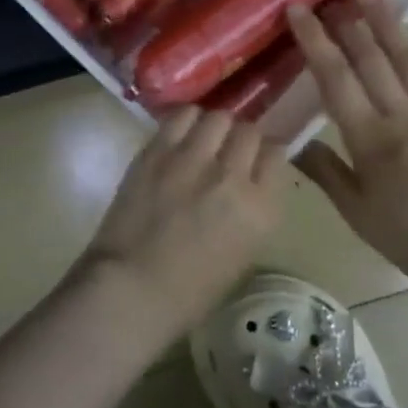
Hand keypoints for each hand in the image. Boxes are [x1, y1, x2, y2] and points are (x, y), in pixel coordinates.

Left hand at [78, 107, 287, 341]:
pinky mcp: (158, 151)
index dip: (266, 154)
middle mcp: (233, 176)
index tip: (256, 159)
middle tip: (228, 150)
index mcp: (261, 209)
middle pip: (249, 131)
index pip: (277, 154)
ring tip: (204, 139)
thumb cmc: (190, 291)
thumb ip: (252, 212)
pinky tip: (181, 133)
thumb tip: (247, 184)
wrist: (131, 289)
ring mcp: (193, 159)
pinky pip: (182, 116)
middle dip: (242, 138)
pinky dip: (187, 120)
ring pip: (218, 117)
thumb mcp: (241, 255)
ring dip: (215, 126)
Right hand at [288, 0, 407, 298]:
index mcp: (370, 138)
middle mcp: (403, 115)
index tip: (299, 11)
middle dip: (349, 24)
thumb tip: (290, 142)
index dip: (315, 42)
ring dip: (389, 24)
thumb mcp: (357, 212)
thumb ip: (325, 172)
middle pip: (372, 60)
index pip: (335, 79)